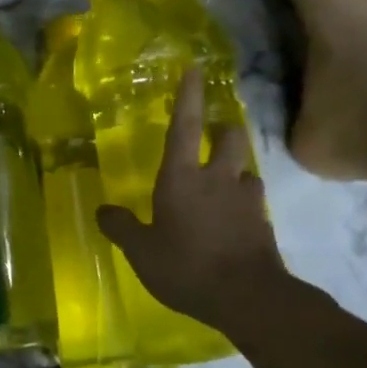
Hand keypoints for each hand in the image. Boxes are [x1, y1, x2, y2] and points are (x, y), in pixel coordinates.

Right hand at [97, 69, 288, 330]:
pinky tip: (233, 217)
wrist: (248, 297)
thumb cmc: (186, 267)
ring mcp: (246, 200)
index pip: (185, 127)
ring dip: (235, 166)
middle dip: (224, 128)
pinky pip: (252, 200)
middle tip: (215, 132)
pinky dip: (242, 200)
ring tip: (223, 180)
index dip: (188, 97)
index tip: (194, 70)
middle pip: (230, 137)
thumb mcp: (140, 251)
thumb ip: (121, 227)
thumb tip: (103, 210)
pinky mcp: (263, 223)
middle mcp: (218, 179)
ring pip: (246, 168)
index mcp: (182, 178)